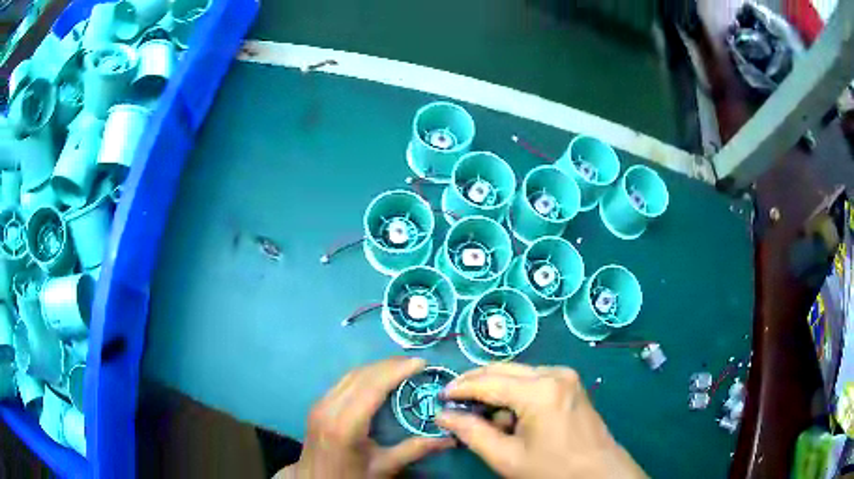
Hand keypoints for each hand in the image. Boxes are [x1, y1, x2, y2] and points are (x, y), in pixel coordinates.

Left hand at [276, 357, 454, 478]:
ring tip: (402, 366)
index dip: (397, 370)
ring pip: (350, 375)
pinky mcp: (318, 404)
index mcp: (345, 425)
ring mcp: (320, 404)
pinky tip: (378, 378)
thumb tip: (449, 439)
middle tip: (416, 362)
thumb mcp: (385, 467)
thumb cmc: (351, 476)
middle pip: (361, 376)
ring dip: (377, 367)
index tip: (421, 362)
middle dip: (389, 365)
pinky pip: (343, 381)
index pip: (372, 387)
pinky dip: (364, 375)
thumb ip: (415, 450)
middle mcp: (329, 408)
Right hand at [435, 363, 646, 478]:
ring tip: (484, 417)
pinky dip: (515, 393)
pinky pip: (534, 380)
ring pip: (518, 373)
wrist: (600, 473)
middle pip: (503, 369)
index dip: (460, 389)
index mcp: (539, 390)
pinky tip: (510, 416)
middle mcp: (554, 373)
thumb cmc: (552, 469)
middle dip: (476, 384)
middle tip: (453, 402)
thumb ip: (471, 433)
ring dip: (496, 390)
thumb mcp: (506, 457)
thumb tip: (443, 416)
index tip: (439, 398)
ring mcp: (566, 376)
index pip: (488, 382)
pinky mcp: (571, 384)